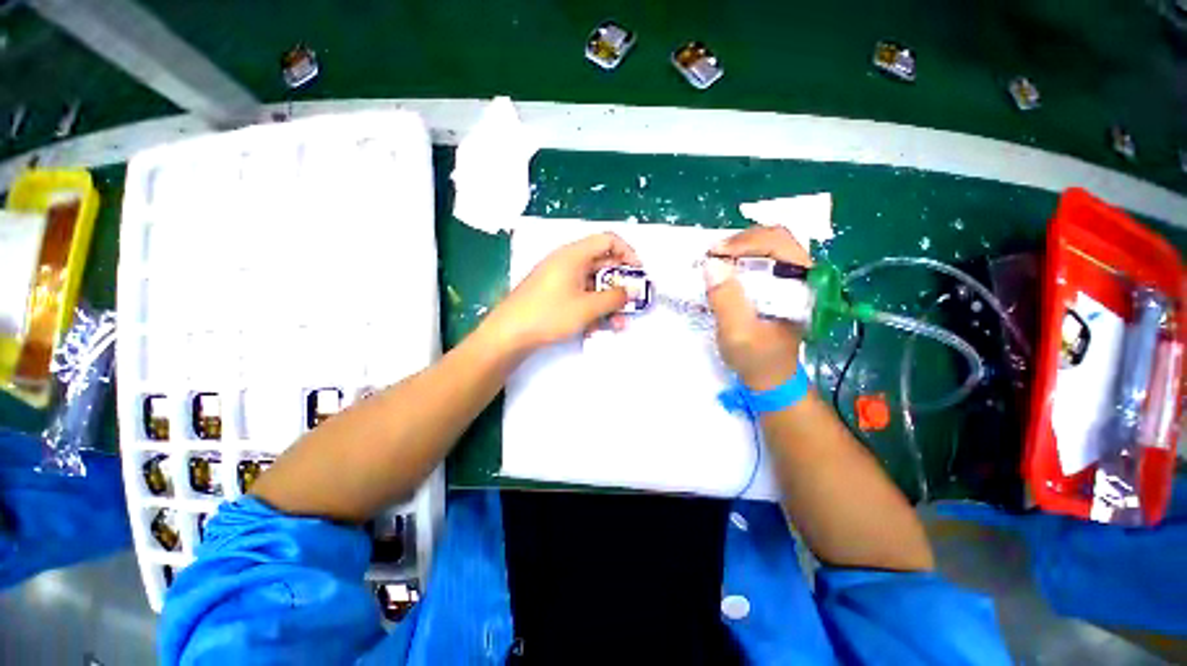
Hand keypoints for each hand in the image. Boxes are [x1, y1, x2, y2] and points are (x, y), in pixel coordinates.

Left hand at [484, 232, 640, 353]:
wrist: (509, 334)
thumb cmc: (549, 314)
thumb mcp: (587, 307)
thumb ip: (614, 298)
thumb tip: (631, 291)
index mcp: (574, 255)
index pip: (608, 240)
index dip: (628, 253)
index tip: (638, 273)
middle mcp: (567, 262)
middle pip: (602, 265)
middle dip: (619, 285)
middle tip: (632, 302)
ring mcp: (559, 278)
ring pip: (592, 284)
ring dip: (607, 302)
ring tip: (617, 324)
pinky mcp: (554, 294)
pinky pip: (579, 295)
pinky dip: (591, 308)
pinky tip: (595, 328)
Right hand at [704, 226, 811, 389]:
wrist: (769, 377)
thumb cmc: (756, 358)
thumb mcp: (737, 333)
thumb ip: (727, 300)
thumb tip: (711, 264)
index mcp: (804, 285)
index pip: (779, 245)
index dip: (745, 243)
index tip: (714, 254)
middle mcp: (802, 276)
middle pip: (775, 239)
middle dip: (740, 241)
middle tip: (713, 254)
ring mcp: (791, 279)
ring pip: (768, 246)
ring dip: (740, 248)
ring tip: (716, 260)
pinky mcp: (779, 285)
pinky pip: (762, 259)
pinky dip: (741, 257)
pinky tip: (726, 268)